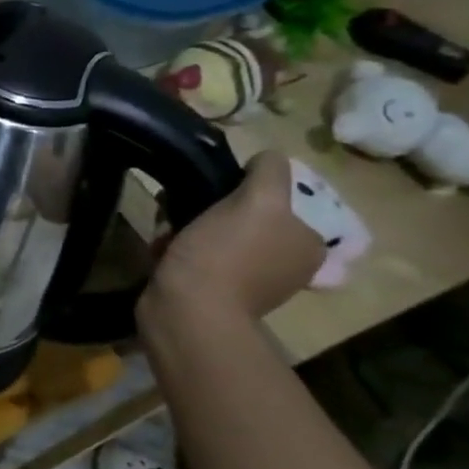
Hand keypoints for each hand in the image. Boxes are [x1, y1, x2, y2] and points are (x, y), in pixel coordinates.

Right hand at [144, 152, 324, 321]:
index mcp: (305, 243)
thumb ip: (270, 172)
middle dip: (205, 206)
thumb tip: (267, 157)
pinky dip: (175, 247)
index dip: (241, 188)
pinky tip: (162, 250)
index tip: (213, 191)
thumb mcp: (258, 202)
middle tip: (181, 209)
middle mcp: (283, 261)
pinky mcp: (211, 290)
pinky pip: (193, 253)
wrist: (187, 311)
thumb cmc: (225, 254)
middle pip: (239, 213)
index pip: (275, 196)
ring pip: (210, 231)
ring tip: (166, 230)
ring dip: (183, 224)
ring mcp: (247, 278)